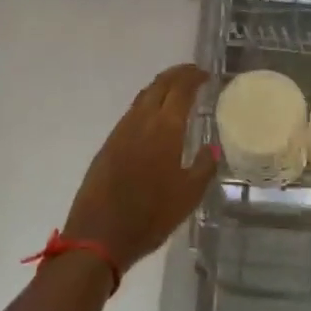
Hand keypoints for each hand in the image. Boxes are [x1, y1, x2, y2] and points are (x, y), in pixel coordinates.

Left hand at [61, 64, 216, 275]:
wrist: (98, 236)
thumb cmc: (150, 216)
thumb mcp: (188, 196)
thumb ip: (204, 167)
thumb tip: (212, 147)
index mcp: (165, 128)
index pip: (180, 89)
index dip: (194, 77)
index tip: (206, 75)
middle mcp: (141, 121)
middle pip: (159, 85)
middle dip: (177, 74)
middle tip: (193, 74)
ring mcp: (121, 131)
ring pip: (143, 97)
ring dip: (161, 88)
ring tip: (176, 92)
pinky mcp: (108, 145)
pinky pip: (132, 113)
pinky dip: (147, 104)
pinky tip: (154, 118)